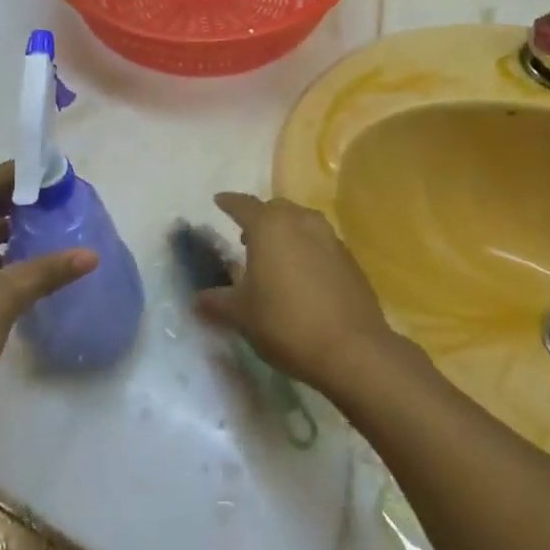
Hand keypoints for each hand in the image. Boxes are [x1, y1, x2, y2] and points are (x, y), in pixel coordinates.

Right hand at [194, 192, 397, 394]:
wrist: (352, 348)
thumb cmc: (286, 323)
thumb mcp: (241, 315)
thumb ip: (217, 301)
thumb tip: (197, 299)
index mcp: (269, 226)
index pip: (243, 205)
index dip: (228, 203)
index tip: (219, 201)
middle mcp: (300, 221)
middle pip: (275, 209)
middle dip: (259, 218)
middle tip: (245, 237)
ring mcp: (329, 238)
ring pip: (301, 222)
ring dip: (285, 232)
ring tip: (274, 256)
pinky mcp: (349, 258)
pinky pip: (320, 243)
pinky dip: (306, 249)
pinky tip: (301, 275)